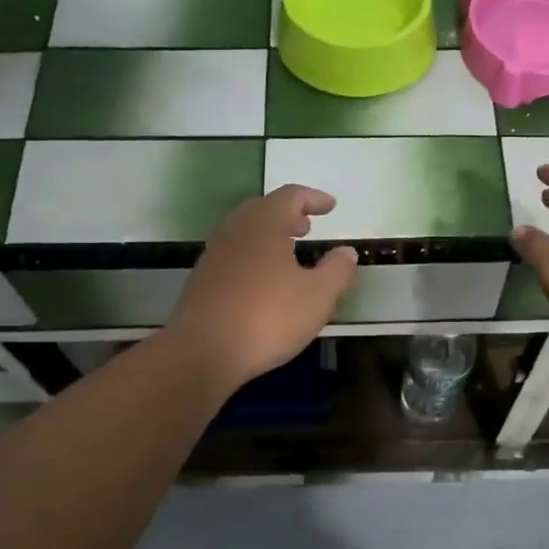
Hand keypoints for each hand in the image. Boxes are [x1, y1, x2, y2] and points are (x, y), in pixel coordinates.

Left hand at [162, 185, 357, 389]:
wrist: (202, 352)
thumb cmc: (267, 317)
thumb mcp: (317, 296)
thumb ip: (337, 270)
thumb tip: (346, 252)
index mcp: (264, 224)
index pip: (290, 196)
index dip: (313, 198)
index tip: (330, 206)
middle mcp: (235, 230)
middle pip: (262, 209)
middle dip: (288, 214)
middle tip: (307, 226)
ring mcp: (214, 255)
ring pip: (244, 232)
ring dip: (268, 235)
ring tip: (288, 253)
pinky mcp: (202, 280)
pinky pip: (232, 255)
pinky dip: (252, 256)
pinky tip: (263, 281)